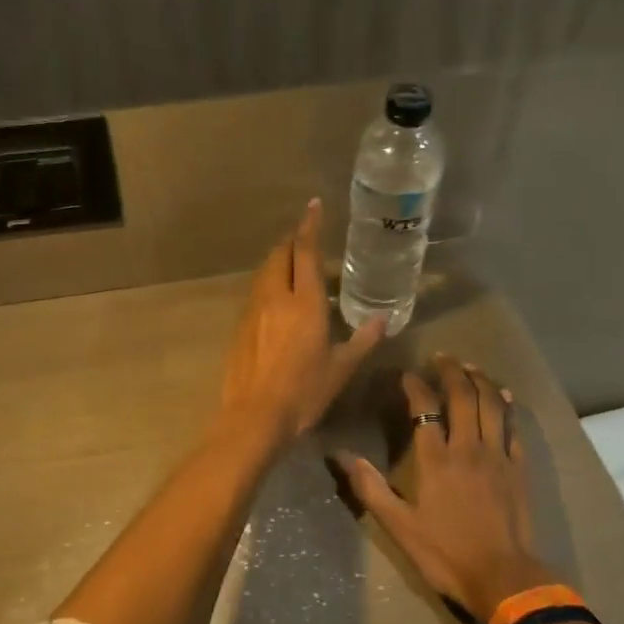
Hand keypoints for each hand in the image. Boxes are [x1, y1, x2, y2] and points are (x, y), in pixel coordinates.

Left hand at [219, 199, 386, 439]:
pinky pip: (256, 292)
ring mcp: (253, 310)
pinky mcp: (240, 326)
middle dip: (292, 240)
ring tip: (293, 264)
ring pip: (265, 271)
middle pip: (280, 254)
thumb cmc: (304, 392)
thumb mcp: (341, 368)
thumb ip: (362, 340)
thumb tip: (383, 320)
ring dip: (279, 260)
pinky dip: (269, 282)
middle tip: (306, 238)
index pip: (305, 251)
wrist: (254, 417)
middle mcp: (276, 297)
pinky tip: (277, 299)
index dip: (310, 226)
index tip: (313, 206)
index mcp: (305, 302)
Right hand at [332, 354, 559, 620]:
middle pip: (462, 396)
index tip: (406, 375)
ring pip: (491, 405)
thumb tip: (339, 455)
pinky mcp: (518, 468)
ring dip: (480, 380)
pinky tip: (504, 395)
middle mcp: (467, 447)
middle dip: (451, 371)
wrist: (503, 578)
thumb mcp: (399, 526)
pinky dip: (508, 407)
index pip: (425, 408)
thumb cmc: (446, 553)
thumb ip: (370, 487)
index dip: (414, 386)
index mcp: (436, 459)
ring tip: (470, 366)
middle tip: (442, 356)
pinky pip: (513, 428)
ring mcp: (497, 456)